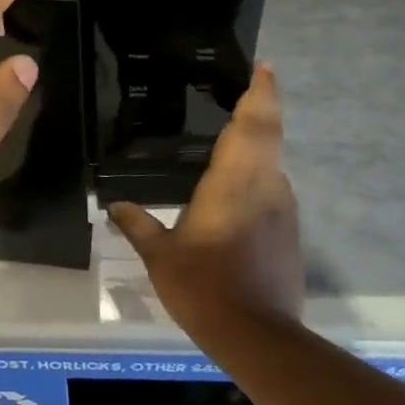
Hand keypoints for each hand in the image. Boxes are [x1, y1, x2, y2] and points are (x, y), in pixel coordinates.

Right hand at [107, 64, 302, 333]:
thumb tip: (115, 205)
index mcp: (234, 181)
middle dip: (262, 106)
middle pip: (270, 134)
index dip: (261, 92)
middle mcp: (266, 186)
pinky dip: (257, 176)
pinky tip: (234, 190)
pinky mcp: (289, 232)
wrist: (259, 337)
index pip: (254, 124)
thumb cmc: (205, 286)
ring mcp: (283, 209)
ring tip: (230, 137)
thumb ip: (139, 225)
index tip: (264, 67)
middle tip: (248, 87)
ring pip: (272, 162)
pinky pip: (272, 188)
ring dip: (258, 144)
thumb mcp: (161, 256)